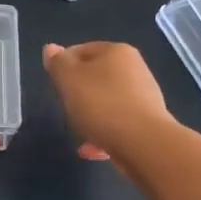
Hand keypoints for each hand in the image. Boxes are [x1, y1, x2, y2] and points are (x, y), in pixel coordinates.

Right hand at [43, 42, 174, 163]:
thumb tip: (52, 49)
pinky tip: (92, 150)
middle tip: (66, 109)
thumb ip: (57, 63)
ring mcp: (144, 97)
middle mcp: (135, 69)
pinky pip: (118, 124)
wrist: (144, 144)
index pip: (81, 51)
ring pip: (107, 102)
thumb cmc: (101, 104)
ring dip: (91, 116)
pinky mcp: (149, 123)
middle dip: (78, 94)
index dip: (63, 67)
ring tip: (79, 133)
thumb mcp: (68, 79)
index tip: (55, 87)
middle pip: (95, 77)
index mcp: (117, 51)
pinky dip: (104, 133)